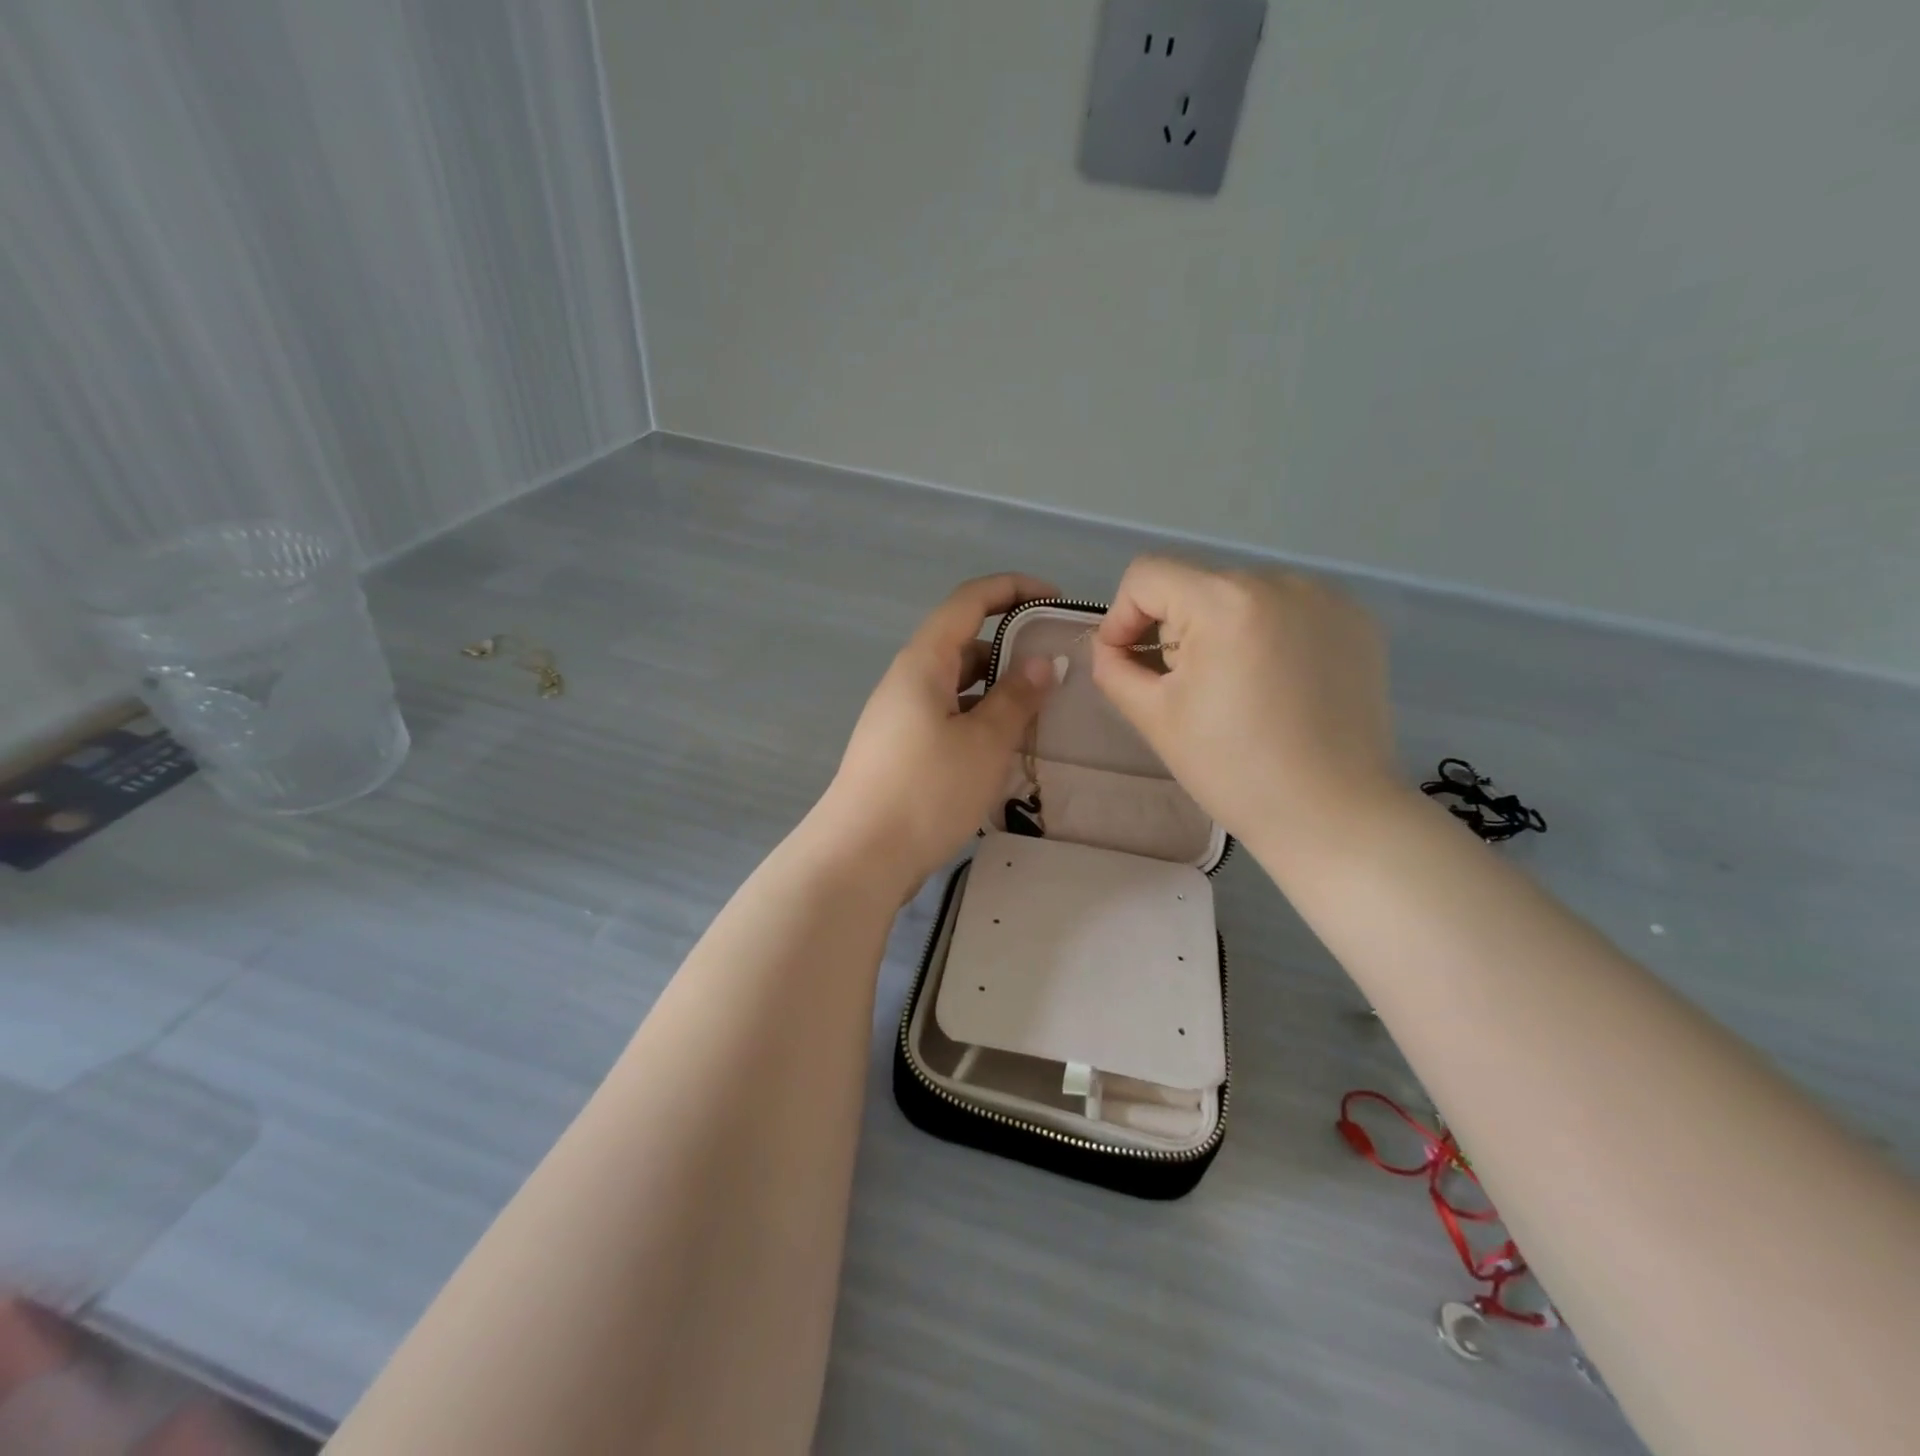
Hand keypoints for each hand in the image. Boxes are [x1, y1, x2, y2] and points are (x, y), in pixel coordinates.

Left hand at [813, 574, 1056, 894]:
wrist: (859, 857)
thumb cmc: (925, 790)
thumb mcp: (983, 742)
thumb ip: (1017, 697)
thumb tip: (1042, 660)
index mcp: (923, 663)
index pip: (968, 601)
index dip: (1012, 589)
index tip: (1055, 600)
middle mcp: (907, 682)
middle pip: (963, 644)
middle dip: (1010, 648)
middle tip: (1055, 670)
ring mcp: (900, 718)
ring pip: (956, 687)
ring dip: (996, 691)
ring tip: (1040, 713)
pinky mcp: (901, 751)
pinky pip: (947, 718)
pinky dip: (978, 721)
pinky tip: (1004, 749)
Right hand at [1091, 556, 1400, 856]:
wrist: (1333, 815)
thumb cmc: (1233, 770)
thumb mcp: (1154, 718)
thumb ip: (1114, 668)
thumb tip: (1110, 645)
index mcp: (1225, 602)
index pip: (1147, 576)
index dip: (1121, 617)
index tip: (1128, 665)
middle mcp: (1280, 581)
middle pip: (1195, 586)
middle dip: (1175, 631)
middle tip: (1187, 691)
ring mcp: (1327, 598)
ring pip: (1241, 597)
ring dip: (1221, 632)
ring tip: (1237, 691)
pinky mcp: (1356, 621)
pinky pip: (1286, 611)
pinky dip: (1266, 636)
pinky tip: (1278, 686)